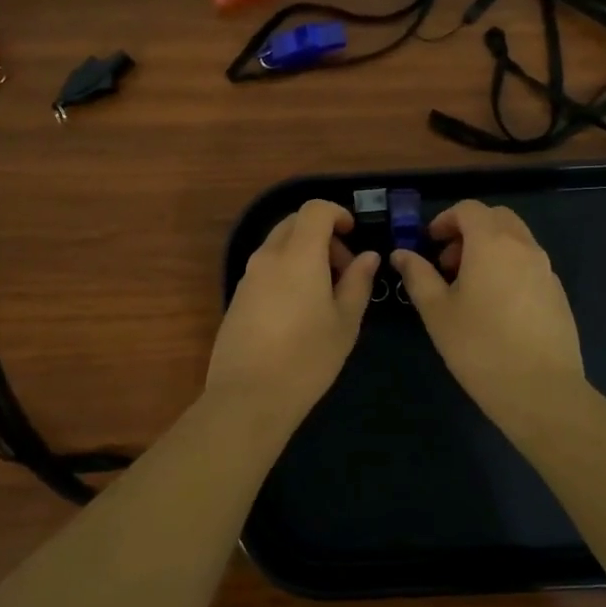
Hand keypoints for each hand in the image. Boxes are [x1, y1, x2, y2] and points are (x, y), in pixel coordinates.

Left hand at [205, 200, 379, 422]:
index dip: (337, 213)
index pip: (314, 209)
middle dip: (322, 235)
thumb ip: (358, 282)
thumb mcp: (345, 323)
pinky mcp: (237, 297)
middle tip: (343, 270)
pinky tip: (298, 311)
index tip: (353, 234)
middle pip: (294, 224)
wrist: (248, 397)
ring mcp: (248, 277)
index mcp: (298, 255)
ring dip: (303, 255)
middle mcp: (268, 257)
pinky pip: (265, 269)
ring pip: (278, 246)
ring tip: (323, 295)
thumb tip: (368, 256)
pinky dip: (286, 272)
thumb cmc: (307, 358)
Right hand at [391, 200, 585, 423]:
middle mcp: (524, 246)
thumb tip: (401, 254)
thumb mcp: (437, 311)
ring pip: (516, 240)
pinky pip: (529, 264)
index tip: (430, 243)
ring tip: (469, 287)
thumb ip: (418, 275)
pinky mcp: (558, 293)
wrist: (541, 390)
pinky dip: (508, 267)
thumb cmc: (479, 347)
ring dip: (489, 248)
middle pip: (497, 218)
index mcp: (492, 243)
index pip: (469, 209)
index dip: (445, 219)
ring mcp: (546, 269)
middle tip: (448, 262)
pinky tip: (495, 306)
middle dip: (469, 230)